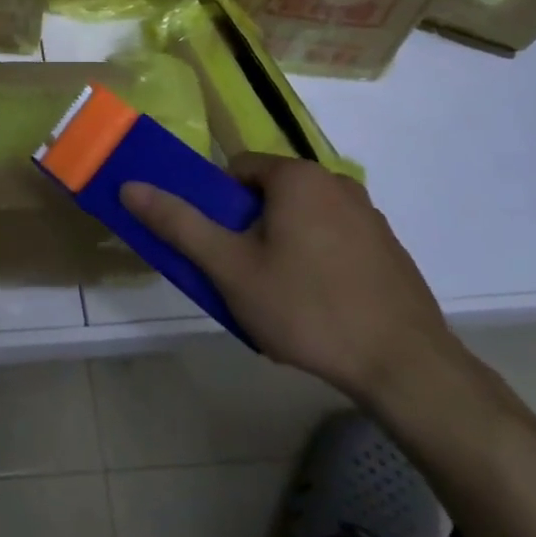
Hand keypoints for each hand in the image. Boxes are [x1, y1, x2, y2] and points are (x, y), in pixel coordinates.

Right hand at [120, 156, 460, 401]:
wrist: (405, 367)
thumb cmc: (307, 308)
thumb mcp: (230, 268)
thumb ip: (179, 224)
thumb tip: (130, 186)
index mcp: (297, 177)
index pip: (238, 170)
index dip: (218, 206)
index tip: (219, 248)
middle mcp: (337, 183)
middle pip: (270, 195)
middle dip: (249, 230)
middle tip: (244, 277)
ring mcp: (369, 217)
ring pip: (302, 220)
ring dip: (282, 246)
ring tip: (280, 298)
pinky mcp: (389, 250)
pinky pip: (334, 241)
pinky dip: (317, 262)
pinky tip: (318, 307)